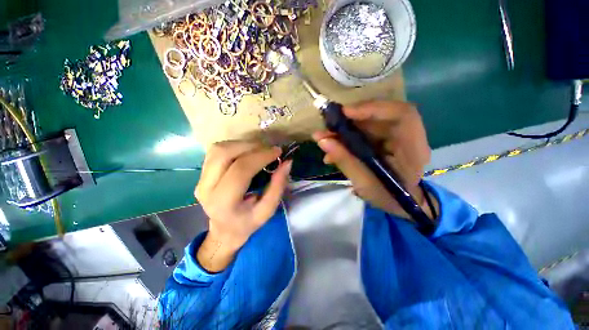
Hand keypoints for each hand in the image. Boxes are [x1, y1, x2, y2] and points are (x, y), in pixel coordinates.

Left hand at [194, 141, 291, 271]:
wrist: (224, 230)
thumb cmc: (247, 222)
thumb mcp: (268, 210)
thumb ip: (278, 186)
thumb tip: (287, 162)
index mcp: (223, 202)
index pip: (241, 170)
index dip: (261, 156)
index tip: (277, 152)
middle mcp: (206, 188)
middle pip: (225, 154)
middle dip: (251, 146)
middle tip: (269, 150)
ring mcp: (200, 179)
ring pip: (219, 148)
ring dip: (243, 144)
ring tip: (259, 150)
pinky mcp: (201, 173)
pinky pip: (216, 150)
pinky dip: (235, 146)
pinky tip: (247, 152)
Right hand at [313, 100, 434, 218]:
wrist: (398, 203)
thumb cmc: (387, 197)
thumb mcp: (364, 184)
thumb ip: (345, 161)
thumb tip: (323, 141)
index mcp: (413, 149)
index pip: (402, 115)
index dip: (374, 108)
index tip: (345, 113)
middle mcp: (407, 137)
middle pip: (380, 115)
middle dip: (350, 119)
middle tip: (327, 126)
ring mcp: (394, 137)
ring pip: (368, 122)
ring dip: (344, 128)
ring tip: (324, 137)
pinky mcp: (383, 139)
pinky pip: (363, 131)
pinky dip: (345, 136)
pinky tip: (333, 146)